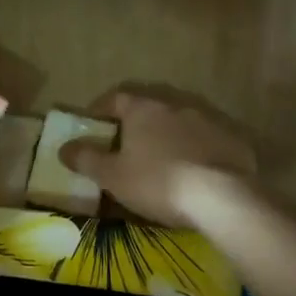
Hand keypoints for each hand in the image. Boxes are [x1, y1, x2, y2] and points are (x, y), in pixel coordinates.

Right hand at [60, 87, 256, 229]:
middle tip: (125, 143)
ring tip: (159, 157)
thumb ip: (86, 159)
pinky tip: (192, 169)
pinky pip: (205, 137)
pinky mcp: (231, 137)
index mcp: (143, 108)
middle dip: (134, 121)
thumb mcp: (112, 176)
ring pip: (178, 120)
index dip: (100, 110)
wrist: (223, 197)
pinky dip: (194, 147)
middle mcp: (175, 104)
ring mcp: (207, 118)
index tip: (92, 125)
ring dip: (166, 133)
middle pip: (148, 106)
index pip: (115, 97)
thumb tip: (63, 147)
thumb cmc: (158, 182)